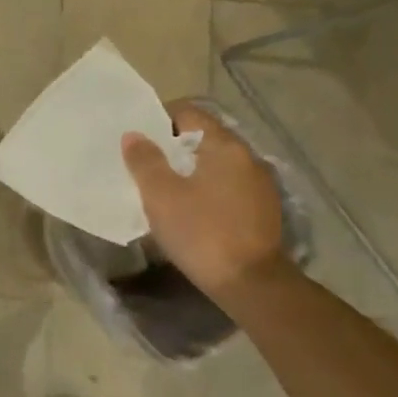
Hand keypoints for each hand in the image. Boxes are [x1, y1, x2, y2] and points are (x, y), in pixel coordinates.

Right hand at [122, 102, 291, 297]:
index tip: (138, 138)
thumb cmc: (201, 232)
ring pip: (217, 165)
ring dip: (191, 171)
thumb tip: (134, 135)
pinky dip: (208, 190)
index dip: (160, 119)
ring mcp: (260, 184)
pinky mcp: (263, 210)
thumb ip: (145, 161)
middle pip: (204, 138)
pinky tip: (192, 212)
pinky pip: (228, 187)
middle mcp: (248, 157)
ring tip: (165, 191)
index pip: (190, 113)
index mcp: (224, 145)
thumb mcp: (161, 196)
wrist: (250, 283)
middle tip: (145, 166)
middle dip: (173, 148)